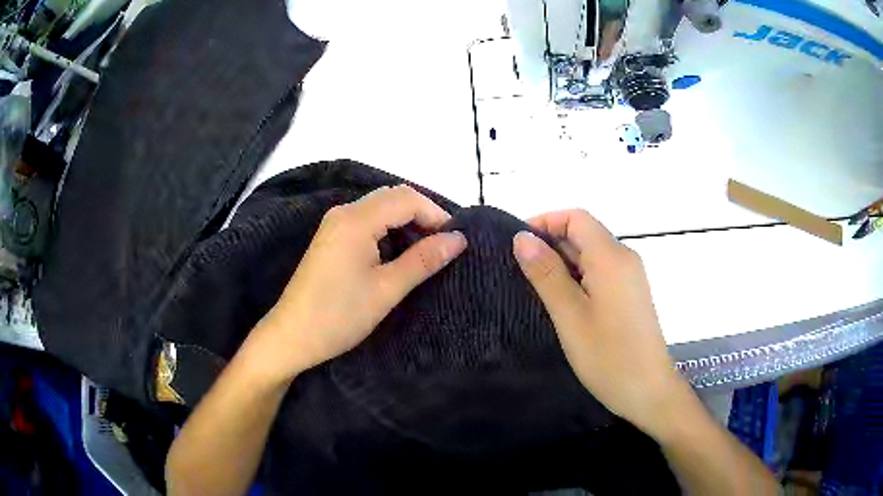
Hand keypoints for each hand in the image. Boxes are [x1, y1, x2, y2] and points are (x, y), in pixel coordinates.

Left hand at [254, 185, 466, 381]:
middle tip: (444, 245)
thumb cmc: (339, 315)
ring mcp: (334, 224)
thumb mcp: (387, 289)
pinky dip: (389, 230)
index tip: (455, 240)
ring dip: (406, 222)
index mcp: (356, 220)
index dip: (436, 213)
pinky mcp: (331, 238)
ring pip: (380, 208)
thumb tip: (459, 239)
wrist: (291, 336)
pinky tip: (398, 253)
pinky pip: (367, 221)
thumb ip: (424, 260)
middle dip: (423, 215)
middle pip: (393, 197)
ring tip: (426, 251)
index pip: (406, 198)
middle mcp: (344, 212)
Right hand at [512, 209, 684, 436]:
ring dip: (563, 264)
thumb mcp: (570, 316)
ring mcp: (630, 277)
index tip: (517, 245)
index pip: (576, 218)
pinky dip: (577, 278)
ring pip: (591, 254)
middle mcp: (625, 258)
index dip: (545, 222)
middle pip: (584, 234)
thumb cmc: (608, 357)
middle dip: (551, 245)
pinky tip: (561, 302)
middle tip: (520, 273)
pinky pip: (600, 273)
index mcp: (612, 257)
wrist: (648, 391)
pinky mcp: (630, 294)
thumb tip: (522, 237)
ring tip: (536, 289)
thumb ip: (547, 273)